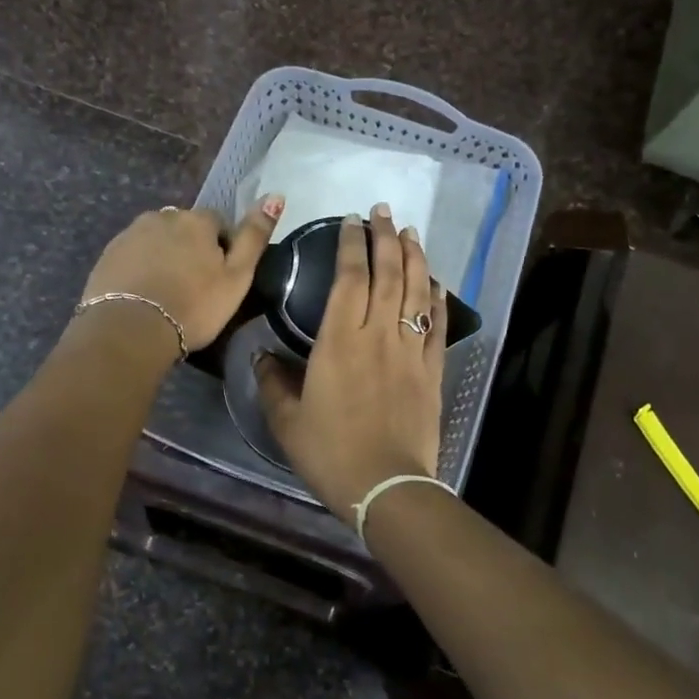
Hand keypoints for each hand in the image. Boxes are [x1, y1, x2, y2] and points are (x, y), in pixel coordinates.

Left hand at [81, 196, 285, 353]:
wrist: (130, 330)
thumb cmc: (194, 306)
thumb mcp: (237, 276)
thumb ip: (255, 236)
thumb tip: (276, 196)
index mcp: (197, 220)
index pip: (218, 223)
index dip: (222, 249)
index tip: (220, 279)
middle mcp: (162, 216)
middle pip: (184, 229)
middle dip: (190, 250)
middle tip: (194, 288)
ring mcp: (131, 234)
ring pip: (157, 240)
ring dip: (165, 257)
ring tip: (167, 293)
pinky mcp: (108, 254)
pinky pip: (133, 255)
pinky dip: (141, 268)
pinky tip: (145, 295)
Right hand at [255, 204, 445, 520]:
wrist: (386, 486)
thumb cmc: (330, 452)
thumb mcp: (287, 421)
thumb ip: (272, 382)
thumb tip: (260, 355)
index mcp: (339, 341)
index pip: (349, 278)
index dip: (351, 245)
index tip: (351, 221)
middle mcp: (378, 335)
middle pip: (387, 274)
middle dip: (385, 238)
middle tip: (383, 211)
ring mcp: (410, 351)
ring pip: (415, 292)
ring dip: (414, 257)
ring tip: (411, 232)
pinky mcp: (432, 370)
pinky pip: (437, 325)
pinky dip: (437, 299)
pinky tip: (435, 281)